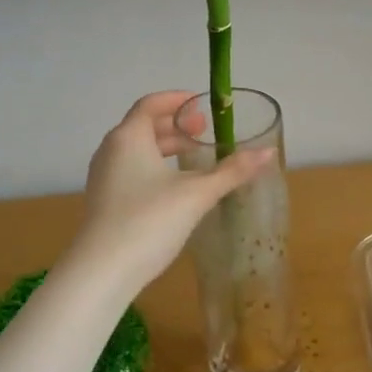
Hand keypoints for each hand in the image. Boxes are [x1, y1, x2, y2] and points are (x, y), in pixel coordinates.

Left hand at [67, 92, 273, 296]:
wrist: (103, 270)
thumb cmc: (149, 221)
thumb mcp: (197, 194)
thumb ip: (232, 171)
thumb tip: (268, 152)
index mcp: (129, 137)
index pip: (151, 104)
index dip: (178, 101)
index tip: (202, 106)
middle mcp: (111, 150)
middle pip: (144, 126)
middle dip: (176, 126)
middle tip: (205, 132)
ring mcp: (104, 177)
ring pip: (137, 150)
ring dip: (165, 148)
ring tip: (195, 159)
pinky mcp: (104, 201)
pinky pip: (131, 171)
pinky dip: (154, 168)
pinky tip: (175, 189)